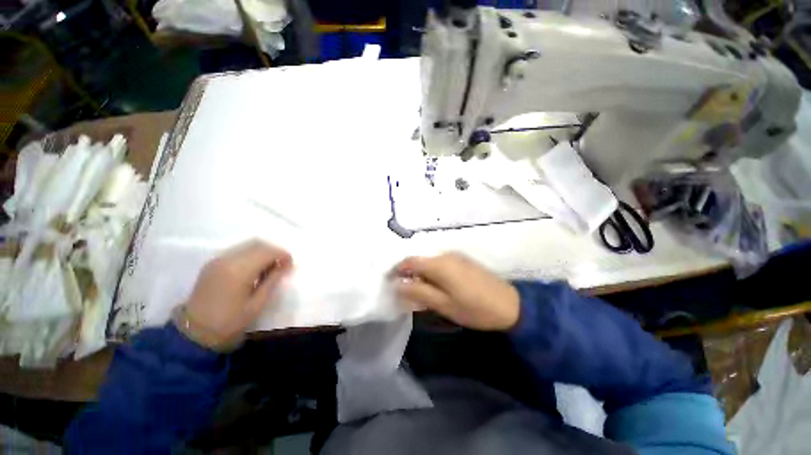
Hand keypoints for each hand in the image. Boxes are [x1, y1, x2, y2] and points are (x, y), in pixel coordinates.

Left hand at [180, 240, 292, 349]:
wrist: (195, 333)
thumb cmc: (230, 321)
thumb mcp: (258, 303)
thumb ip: (273, 280)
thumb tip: (285, 266)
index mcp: (239, 270)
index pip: (267, 252)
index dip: (283, 255)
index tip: (290, 265)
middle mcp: (227, 259)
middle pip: (258, 244)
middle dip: (274, 252)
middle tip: (282, 266)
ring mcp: (218, 260)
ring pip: (247, 246)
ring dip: (263, 253)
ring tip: (269, 268)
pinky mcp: (212, 264)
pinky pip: (237, 252)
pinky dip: (251, 255)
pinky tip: (253, 270)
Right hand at [394, 253, 519, 330]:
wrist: (510, 305)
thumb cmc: (474, 308)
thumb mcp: (443, 304)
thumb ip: (419, 292)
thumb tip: (398, 285)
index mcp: (439, 264)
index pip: (410, 261)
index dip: (397, 269)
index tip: (390, 281)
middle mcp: (445, 255)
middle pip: (420, 260)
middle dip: (409, 273)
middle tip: (405, 291)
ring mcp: (456, 256)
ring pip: (430, 262)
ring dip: (421, 274)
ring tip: (420, 291)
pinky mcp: (463, 261)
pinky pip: (441, 263)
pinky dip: (433, 273)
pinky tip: (436, 286)